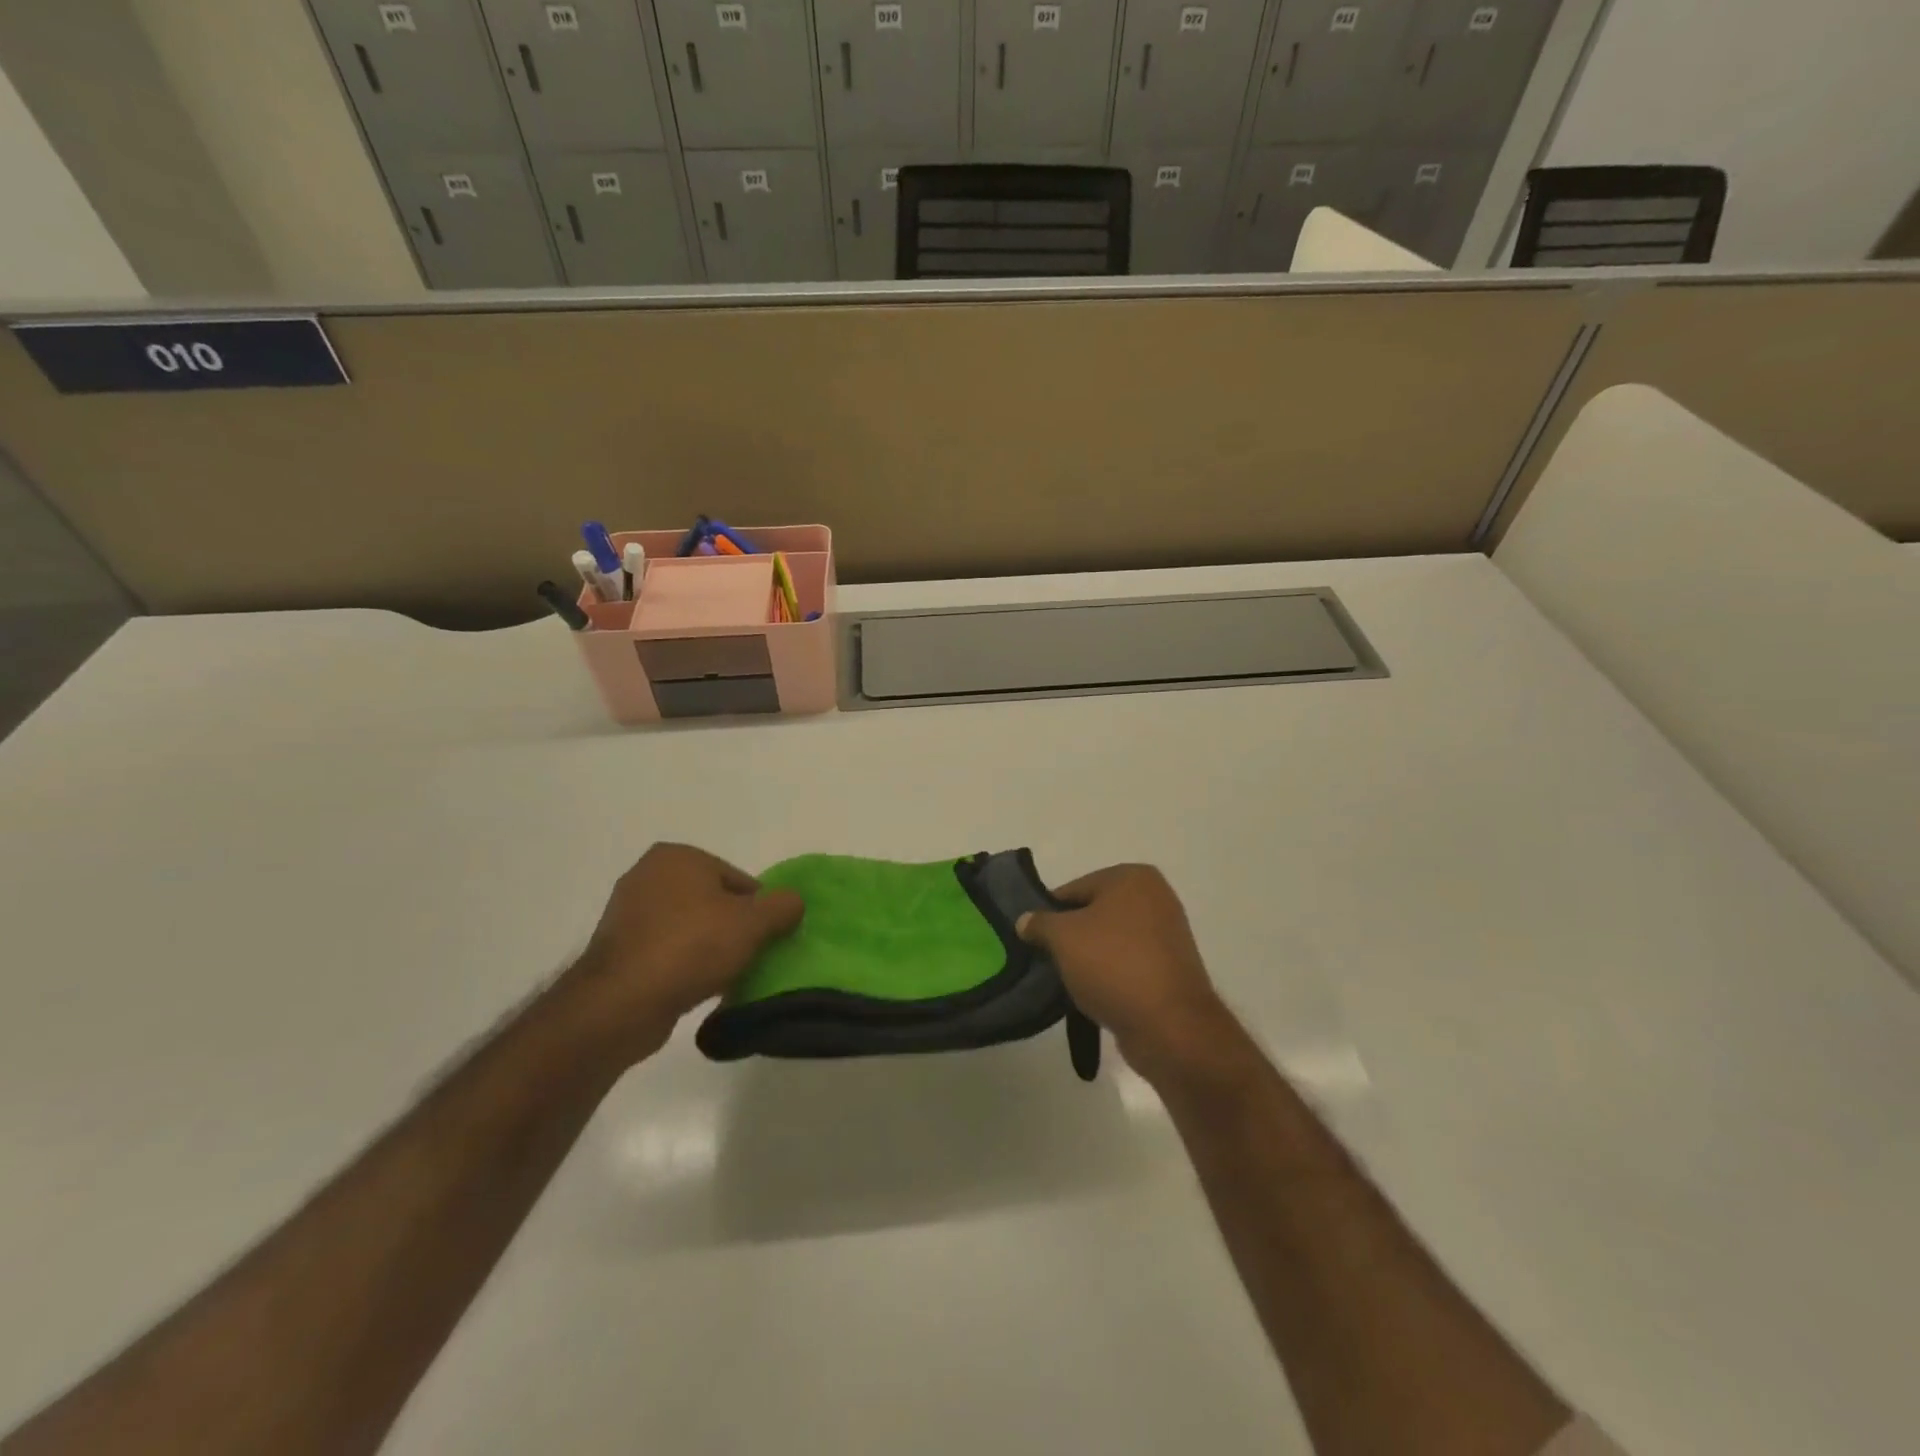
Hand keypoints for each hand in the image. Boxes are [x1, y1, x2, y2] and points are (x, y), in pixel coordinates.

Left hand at [561, 843, 803, 1062]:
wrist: (622, 1002)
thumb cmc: (691, 947)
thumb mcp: (753, 923)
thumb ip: (783, 906)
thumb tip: (794, 902)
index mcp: (678, 856)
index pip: (737, 879)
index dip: (758, 910)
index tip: (765, 938)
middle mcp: (648, 875)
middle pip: (713, 902)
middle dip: (732, 928)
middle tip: (748, 957)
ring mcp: (627, 913)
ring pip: (689, 927)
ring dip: (708, 948)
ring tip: (723, 976)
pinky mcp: (616, 950)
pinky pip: (665, 951)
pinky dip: (683, 965)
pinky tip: (696, 987)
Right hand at [1017, 864, 1233, 1081]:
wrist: (1170, 1026)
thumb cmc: (1114, 965)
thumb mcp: (1063, 938)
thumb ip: (1039, 923)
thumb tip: (1025, 921)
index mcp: (1132, 877)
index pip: (1074, 889)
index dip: (1049, 914)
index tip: (1033, 940)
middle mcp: (1155, 897)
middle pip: (1093, 913)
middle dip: (1070, 936)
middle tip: (1047, 961)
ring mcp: (1167, 934)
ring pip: (1110, 941)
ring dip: (1089, 959)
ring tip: (1068, 983)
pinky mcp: (1171, 969)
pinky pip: (1128, 965)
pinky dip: (1110, 976)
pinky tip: (1093, 996)